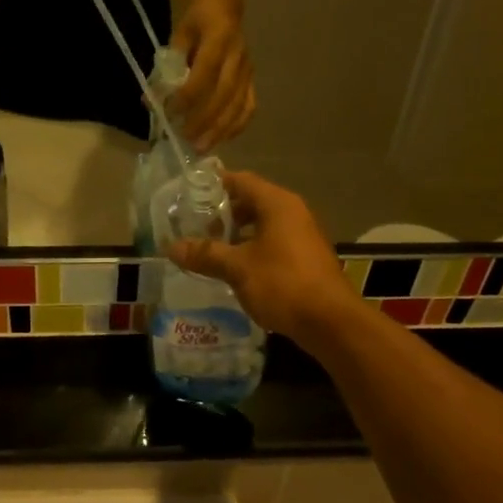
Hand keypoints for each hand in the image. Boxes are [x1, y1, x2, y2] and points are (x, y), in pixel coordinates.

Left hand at [168, 0, 254, 151]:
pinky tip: (222, 139)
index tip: (170, 113)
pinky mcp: (252, 80)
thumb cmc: (198, 20)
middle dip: (203, 121)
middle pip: (224, 95)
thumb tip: (149, 100)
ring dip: (219, 130)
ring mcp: (248, 70)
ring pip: (238, 105)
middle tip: (185, 139)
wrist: (226, 5)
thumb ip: (167, 67)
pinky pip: (248, 107)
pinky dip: (236, 126)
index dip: (187, 97)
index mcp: (219, 39)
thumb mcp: (179, 35)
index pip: (204, 74)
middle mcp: (238, 57)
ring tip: (201, 147)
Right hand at [168, 172, 358, 344]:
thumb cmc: (282, 284)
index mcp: (277, 204)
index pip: (240, 180)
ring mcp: (302, 236)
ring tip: (209, 249)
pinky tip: (234, 269)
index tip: (188, 194)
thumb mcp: (237, 268)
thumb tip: (171, 247)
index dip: (214, 184)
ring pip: (262, 225)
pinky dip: (252, 249)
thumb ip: (205, 254)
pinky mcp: (305, 259)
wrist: (331, 322)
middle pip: (251, 202)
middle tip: (194, 227)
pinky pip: (272, 244)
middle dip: (223, 214)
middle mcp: (292, 212)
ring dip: (237, 235)